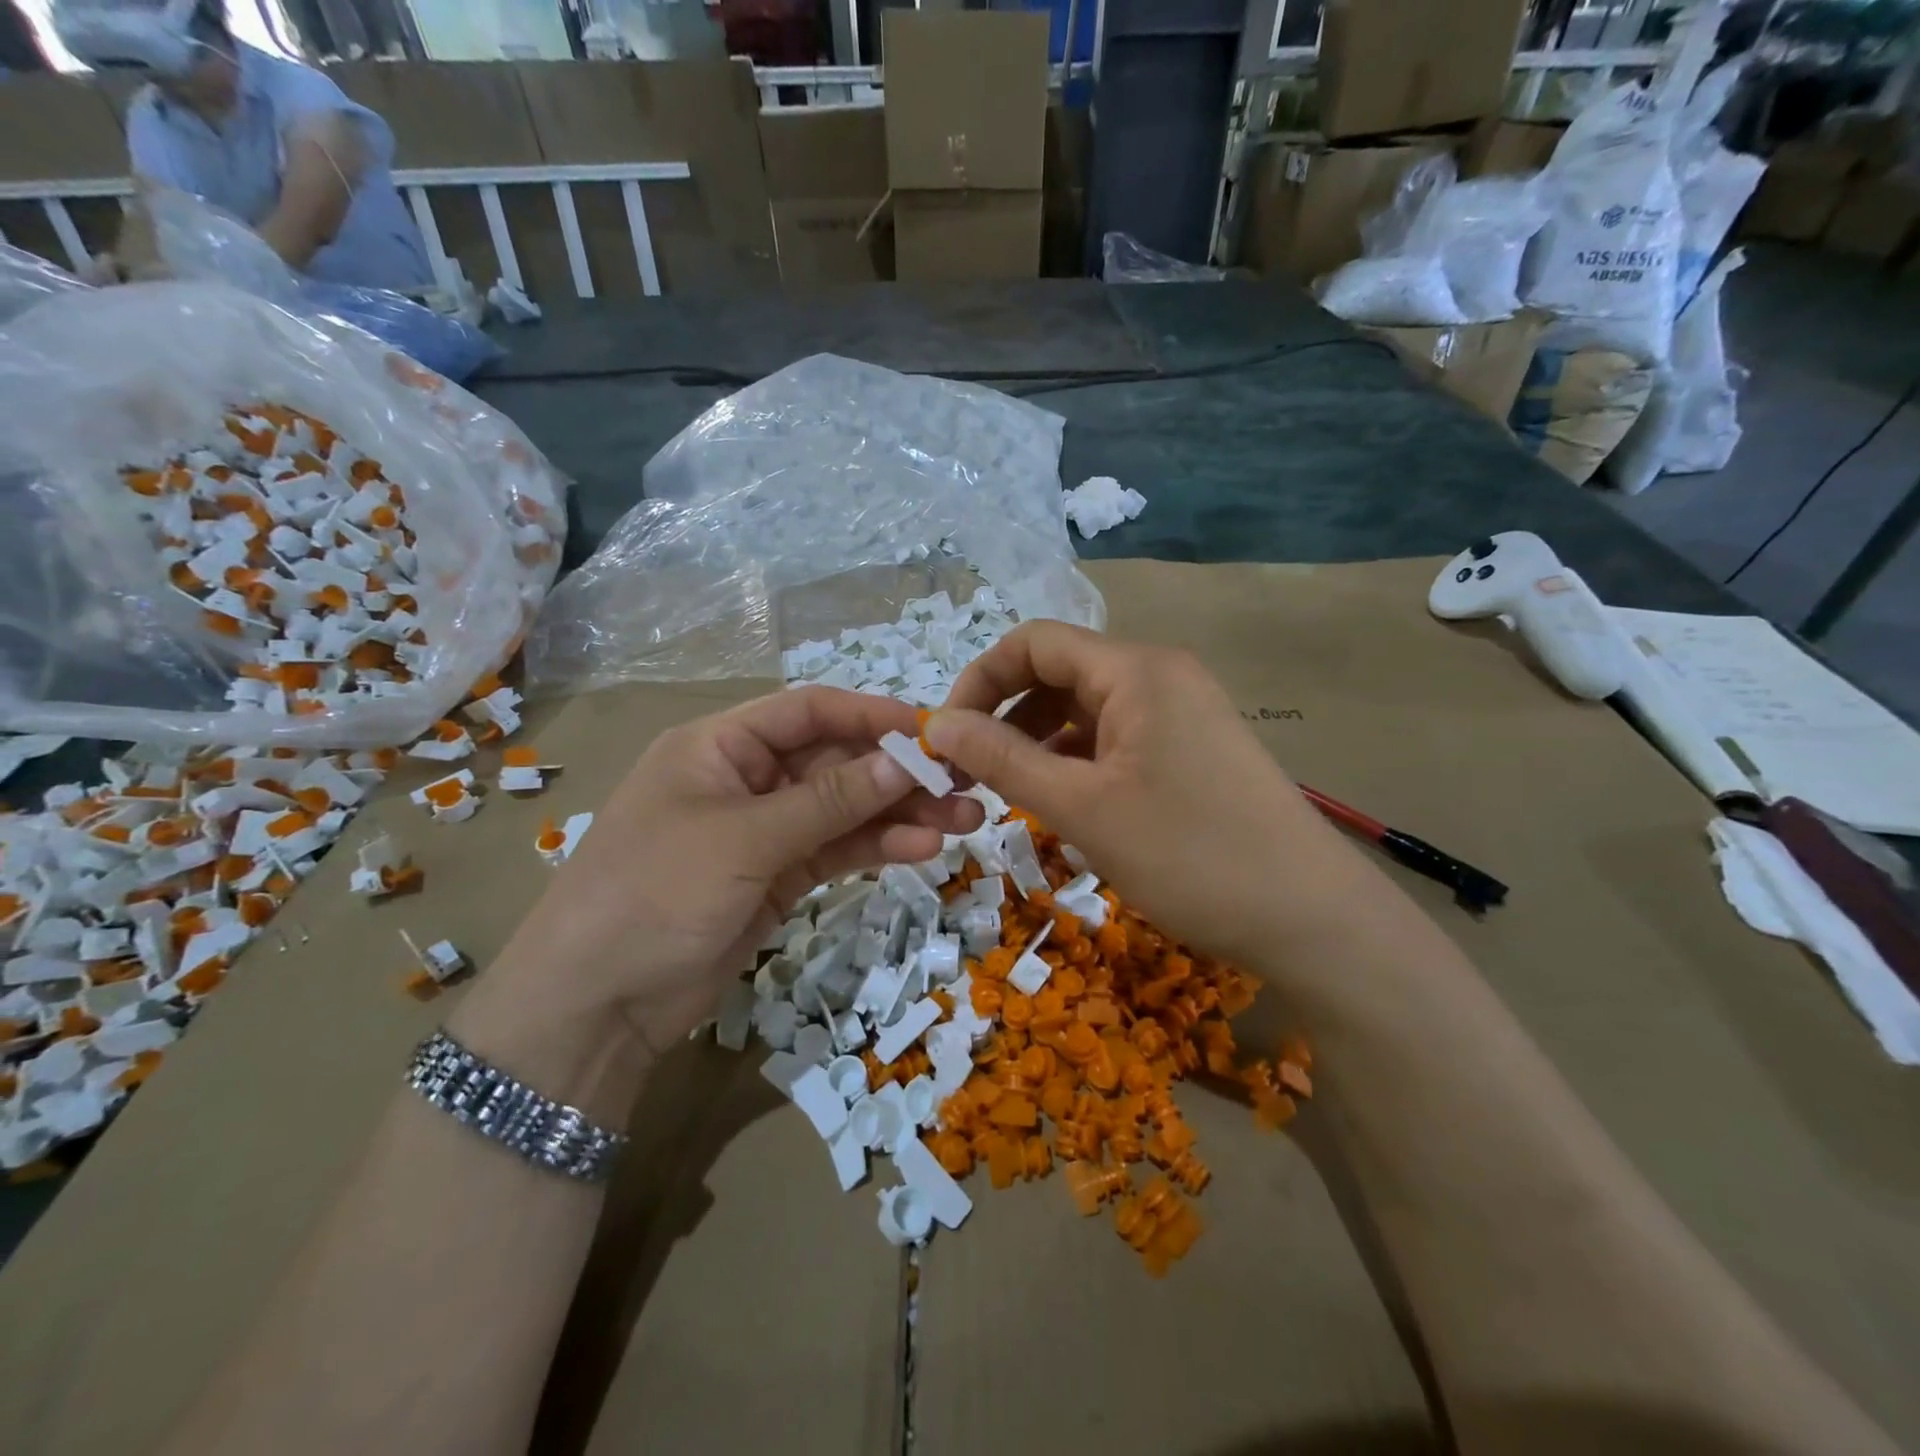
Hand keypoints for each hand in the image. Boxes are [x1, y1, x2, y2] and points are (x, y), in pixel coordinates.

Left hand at [481, 687, 983, 1053]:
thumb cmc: (655, 893)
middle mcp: (745, 779)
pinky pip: (836, 850)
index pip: (808, 712)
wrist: (596, 1005)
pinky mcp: (777, 877)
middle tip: (964, 782)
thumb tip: (904, 762)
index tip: (931, 731)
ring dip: (900, 813)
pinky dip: (876, 847)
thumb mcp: (744, 839)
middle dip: (898, 773)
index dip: (870, 716)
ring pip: (844, 809)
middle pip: (835, 762)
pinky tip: (923, 848)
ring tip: (964, 820)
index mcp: (720, 745)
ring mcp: (764, 831)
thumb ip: (829, 800)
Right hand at [927, 622, 1363, 965]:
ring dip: (1038, 745)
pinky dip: (1077, 764)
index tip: (946, 738)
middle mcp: (1159, 677)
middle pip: (1059, 674)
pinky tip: (1062, 806)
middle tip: (970, 775)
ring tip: (1009, 796)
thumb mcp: (1082, 808)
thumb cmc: (1191, 855)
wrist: (1312, 920)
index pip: (1033, 643)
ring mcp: (1181, 714)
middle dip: (1005, 717)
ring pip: (1086, 712)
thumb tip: (935, 725)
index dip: (979, 681)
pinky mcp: (1192, 752)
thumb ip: (1002, 760)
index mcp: (1135, 670)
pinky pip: (1117, 741)